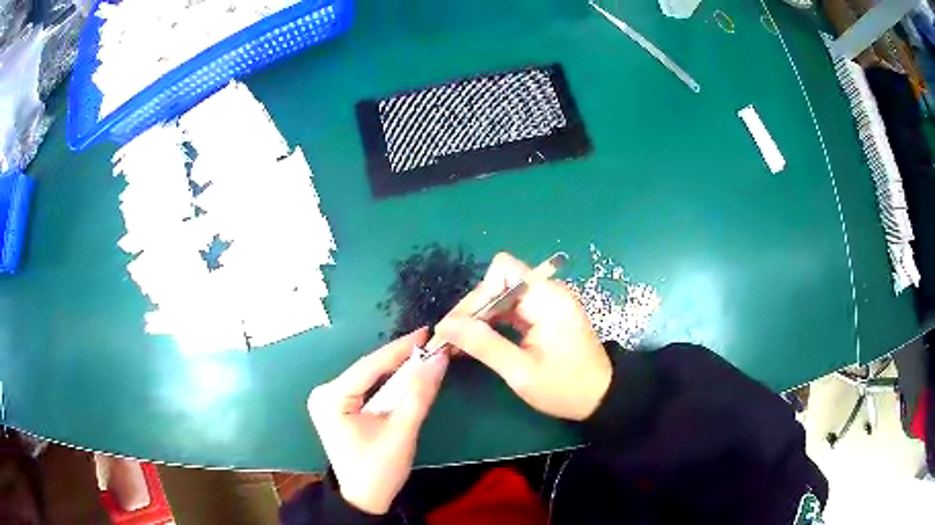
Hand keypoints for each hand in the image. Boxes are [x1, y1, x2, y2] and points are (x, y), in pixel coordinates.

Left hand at [307, 329, 447, 514]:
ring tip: (423, 355)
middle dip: (399, 358)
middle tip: (429, 344)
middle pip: (367, 369)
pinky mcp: (338, 407)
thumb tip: (437, 359)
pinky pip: (366, 387)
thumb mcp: (401, 432)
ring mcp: (329, 400)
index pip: (369, 366)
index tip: (426, 332)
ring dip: (395, 370)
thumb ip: (419, 394)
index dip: (399, 348)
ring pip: (368, 377)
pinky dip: (388, 383)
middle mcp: (324, 393)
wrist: (364, 499)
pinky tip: (406, 375)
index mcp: (331, 399)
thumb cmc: (379, 470)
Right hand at [436, 253, 611, 420]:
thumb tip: (445, 326)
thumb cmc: (565, 388)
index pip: (503, 271)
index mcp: (549, 299)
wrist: (601, 397)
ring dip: (480, 317)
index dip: (478, 295)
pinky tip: (478, 341)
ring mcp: (549, 301)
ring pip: (502, 294)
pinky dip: (494, 322)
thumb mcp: (521, 372)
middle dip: (473, 309)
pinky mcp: (546, 313)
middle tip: (449, 339)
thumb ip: (483, 344)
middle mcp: (549, 291)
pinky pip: (512, 307)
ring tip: (458, 343)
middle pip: (499, 282)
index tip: (459, 326)